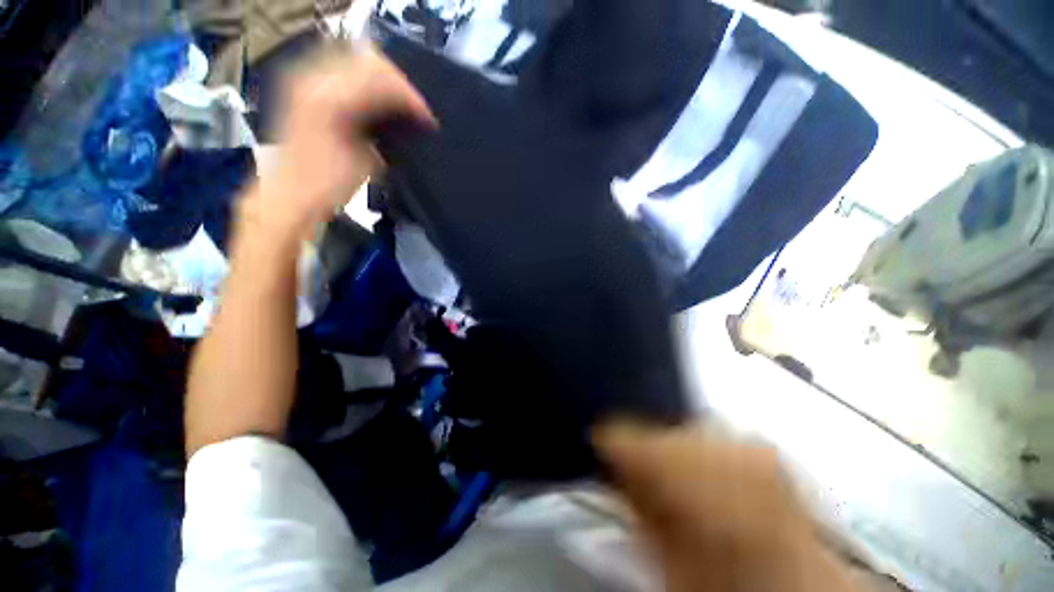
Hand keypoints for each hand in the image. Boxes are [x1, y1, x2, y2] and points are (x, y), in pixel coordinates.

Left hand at [243, 45, 436, 244]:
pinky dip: (369, 85)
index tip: (427, 119)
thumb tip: (406, 120)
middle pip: (370, 62)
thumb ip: (386, 132)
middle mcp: (315, 80)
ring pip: (358, 62)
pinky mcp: (307, 89)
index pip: (382, 79)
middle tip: (417, 112)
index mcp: (331, 99)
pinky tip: (380, 106)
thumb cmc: (328, 185)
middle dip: (400, 86)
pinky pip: (346, 72)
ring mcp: (307, 80)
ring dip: (385, 84)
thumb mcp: (366, 161)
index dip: (410, 97)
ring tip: (402, 108)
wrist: (292, 194)